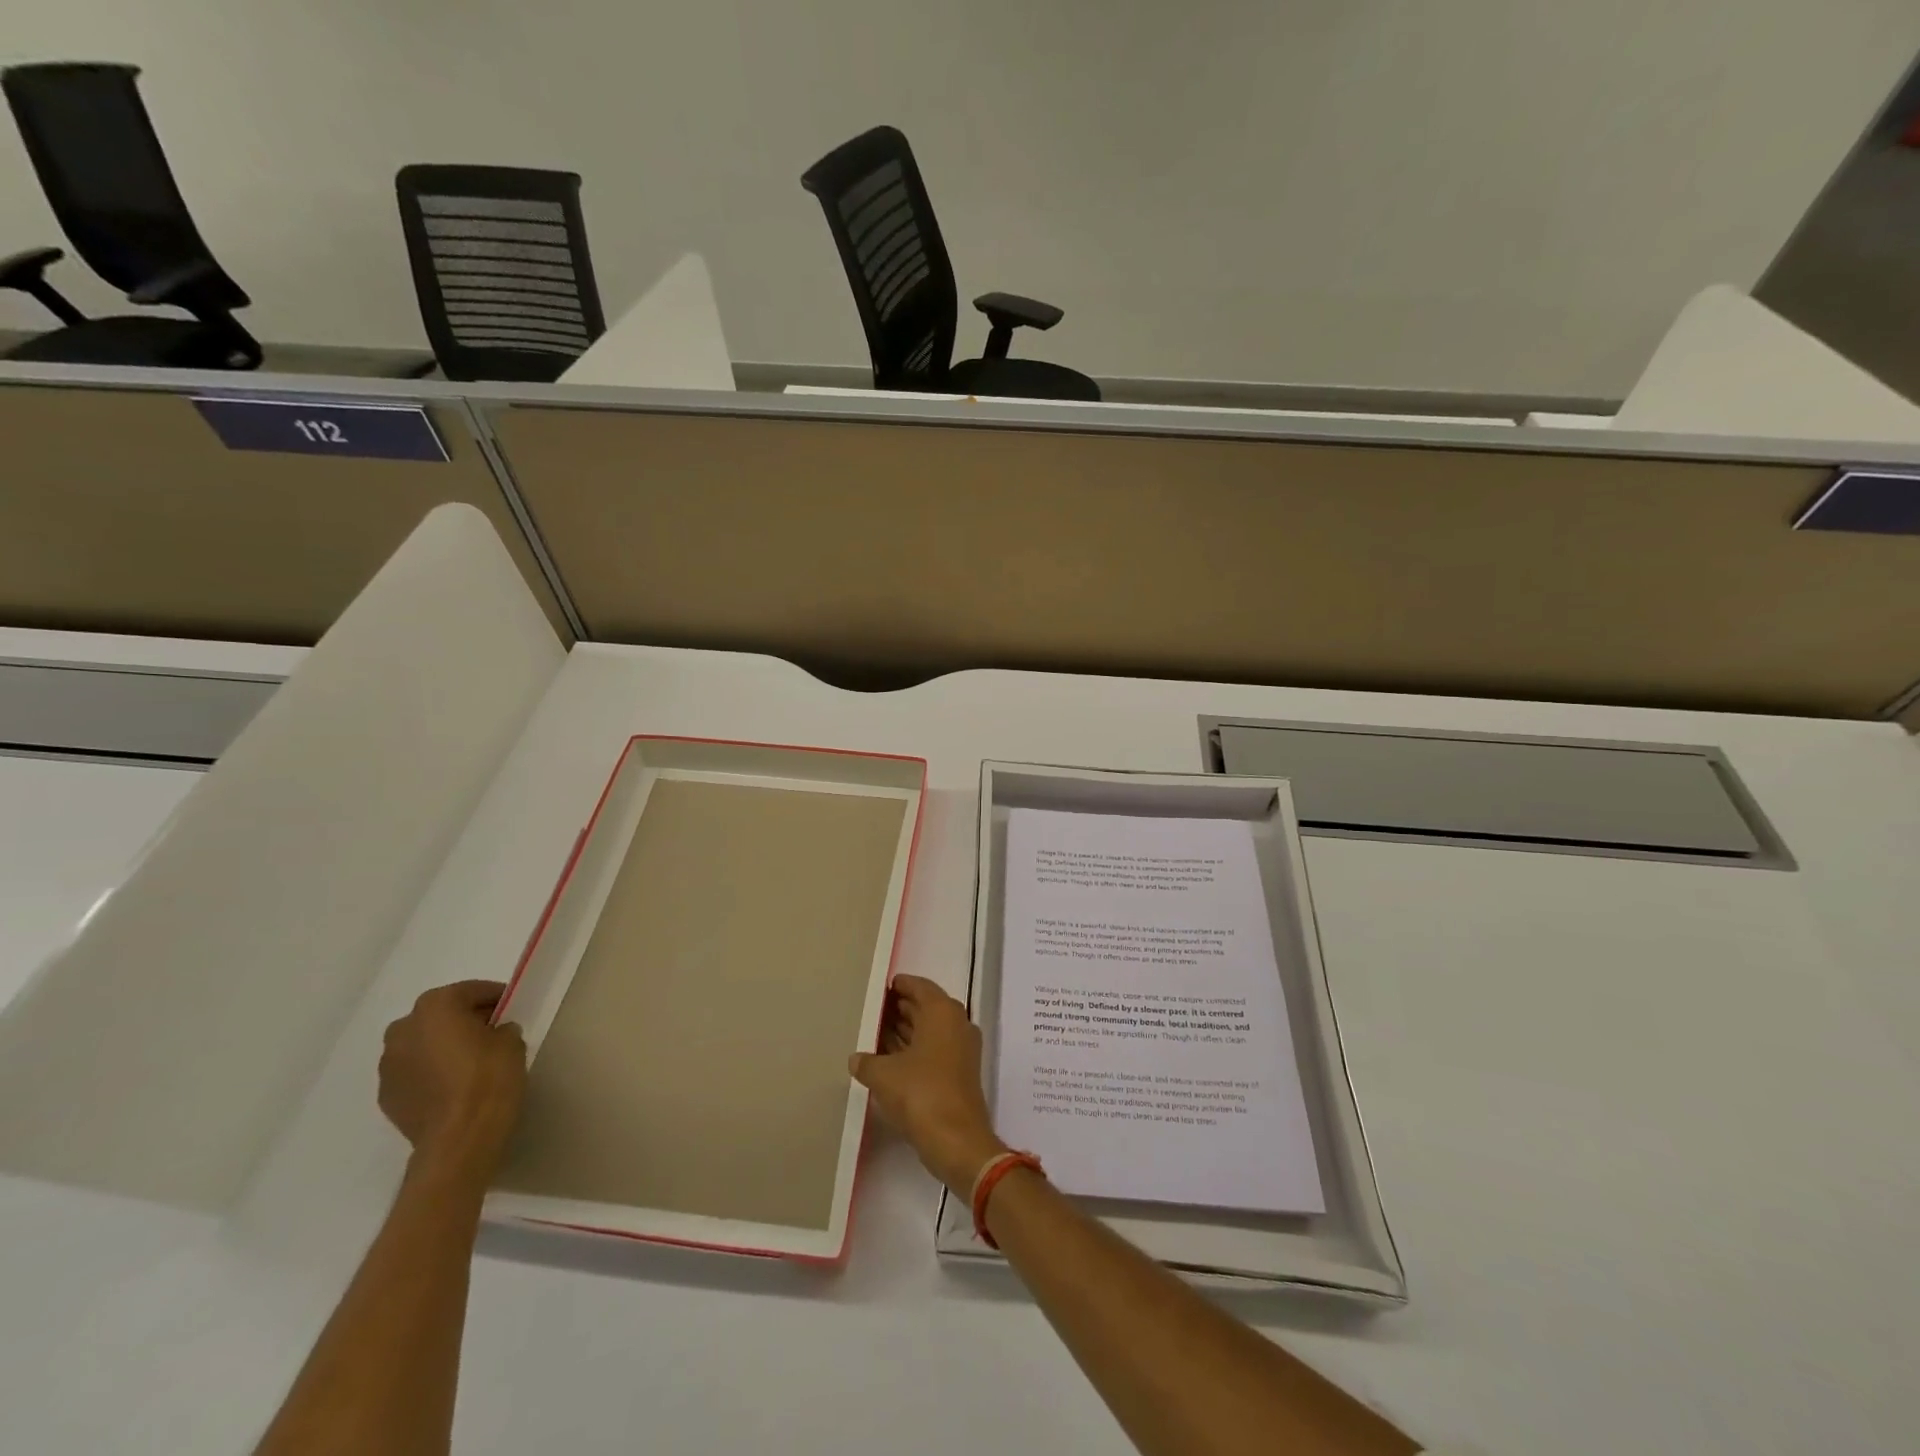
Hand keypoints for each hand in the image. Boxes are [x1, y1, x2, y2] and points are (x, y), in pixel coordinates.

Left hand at [379, 980, 527, 1180]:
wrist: (458, 1138)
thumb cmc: (489, 1078)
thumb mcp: (511, 1041)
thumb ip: (501, 1028)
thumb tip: (494, 1033)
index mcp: (435, 1007)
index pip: (470, 991)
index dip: (494, 998)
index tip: (511, 1008)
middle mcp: (403, 1029)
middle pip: (440, 1015)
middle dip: (463, 1020)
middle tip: (491, 1033)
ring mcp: (388, 1065)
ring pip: (423, 1044)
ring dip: (443, 1046)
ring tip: (471, 1062)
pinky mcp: (386, 1095)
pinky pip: (414, 1072)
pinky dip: (431, 1072)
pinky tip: (453, 1085)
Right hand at [849, 975, 1007, 1194]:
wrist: (957, 1141)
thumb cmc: (921, 1094)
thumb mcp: (883, 1075)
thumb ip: (866, 1062)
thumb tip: (855, 1058)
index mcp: (942, 1012)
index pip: (919, 986)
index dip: (899, 986)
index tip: (879, 988)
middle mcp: (956, 1023)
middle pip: (925, 1007)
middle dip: (900, 1008)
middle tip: (872, 1011)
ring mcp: (961, 1049)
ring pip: (930, 1030)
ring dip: (906, 1030)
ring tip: (874, 1033)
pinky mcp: (960, 1072)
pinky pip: (933, 1049)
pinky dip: (914, 1049)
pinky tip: (889, 1059)